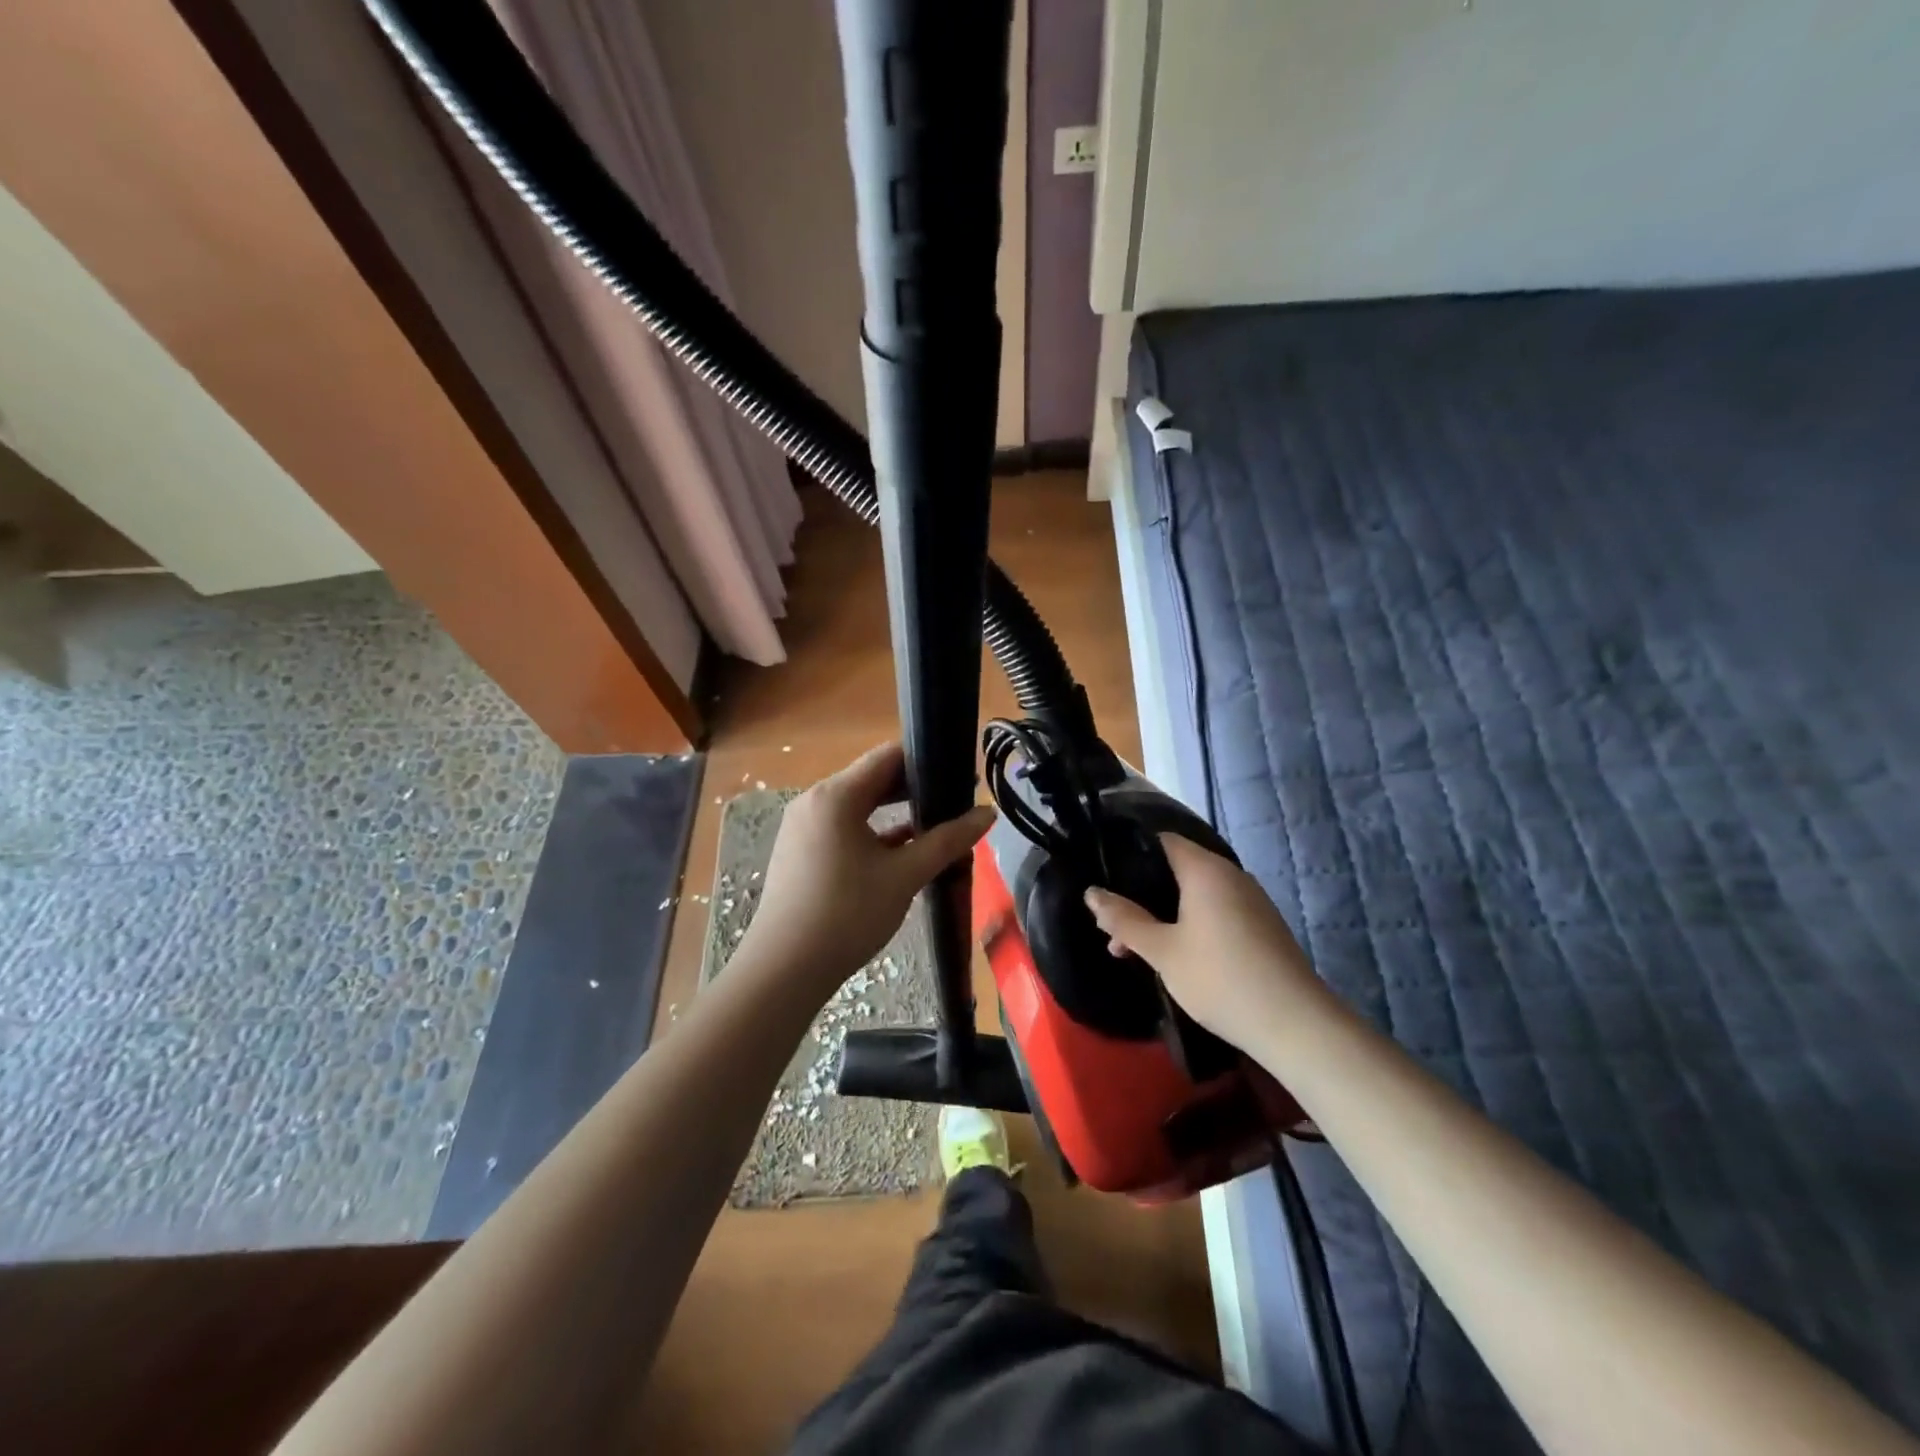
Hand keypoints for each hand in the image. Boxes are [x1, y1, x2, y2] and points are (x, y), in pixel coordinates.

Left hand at [745, 743, 994, 994]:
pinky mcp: (801, 852)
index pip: (888, 756)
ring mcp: (804, 827)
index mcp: (836, 795)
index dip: (927, 759)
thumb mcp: (905, 875)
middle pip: (872, 779)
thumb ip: (948, 840)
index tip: (961, 774)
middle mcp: (815, 801)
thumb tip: (988, 814)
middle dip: (915, 787)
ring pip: (859, 806)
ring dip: (896, 811)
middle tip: (956, 799)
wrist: (784, 970)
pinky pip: (844, 828)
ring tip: (937, 823)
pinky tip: (904, 851)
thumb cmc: (847, 914)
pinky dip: (874, 833)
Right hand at [1083, 834, 1323, 1042]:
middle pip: (1175, 869)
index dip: (1129, 852)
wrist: (1296, 1025)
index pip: (1161, 840)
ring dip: (1162, 914)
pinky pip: (1215, 911)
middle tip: (1111, 925)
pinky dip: (1189, 924)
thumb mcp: (1162, 951)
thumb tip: (1092, 893)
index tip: (1102, 875)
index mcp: (1205, 869)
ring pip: (1194, 894)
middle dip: (1140, 894)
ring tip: (1134, 948)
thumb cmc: (1220, 978)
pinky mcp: (1261, 926)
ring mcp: (1250, 900)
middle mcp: (1230, 875)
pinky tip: (1173, 956)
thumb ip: (1124, 920)